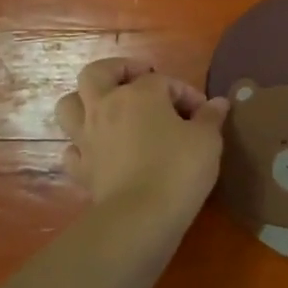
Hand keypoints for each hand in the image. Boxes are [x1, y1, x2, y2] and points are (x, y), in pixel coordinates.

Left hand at [54, 59, 228, 222]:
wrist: (141, 217)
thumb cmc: (179, 169)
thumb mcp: (207, 140)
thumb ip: (210, 117)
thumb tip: (218, 103)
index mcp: (139, 94)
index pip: (163, 81)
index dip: (185, 93)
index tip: (203, 112)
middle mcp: (106, 107)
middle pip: (97, 73)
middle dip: (117, 71)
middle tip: (139, 81)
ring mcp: (87, 137)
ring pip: (69, 105)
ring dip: (85, 102)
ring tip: (107, 110)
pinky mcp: (80, 168)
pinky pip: (72, 149)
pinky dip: (81, 146)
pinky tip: (98, 152)